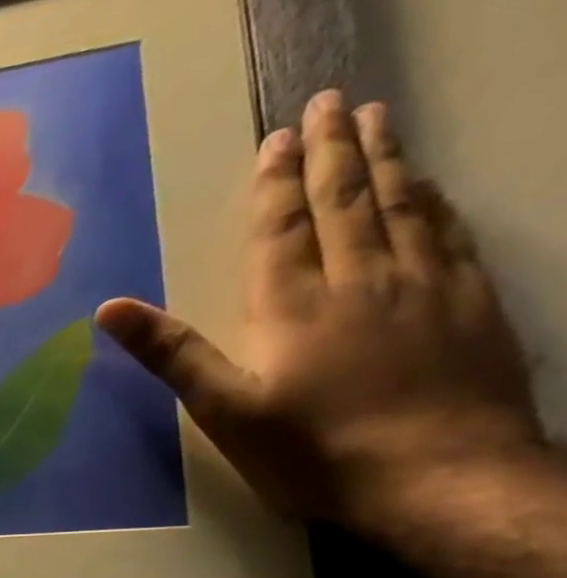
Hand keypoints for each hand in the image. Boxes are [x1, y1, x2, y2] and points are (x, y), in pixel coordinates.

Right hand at [96, 91, 540, 541]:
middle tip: (332, 101)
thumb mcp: (223, 409)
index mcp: (295, 305)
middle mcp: (362, 278)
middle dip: (334, 149)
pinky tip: (427, 186)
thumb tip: (109, 308)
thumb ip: (171, 353)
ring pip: (402, 204)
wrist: (438, 476)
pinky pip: (447, 231)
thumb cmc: (311, 450)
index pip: (284, 228)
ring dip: (385, 159)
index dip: (277, 183)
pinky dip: (431, 199)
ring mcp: (424, 285)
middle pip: (347, 200)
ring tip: (376, 120)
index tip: (278, 137)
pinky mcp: (468, 301)